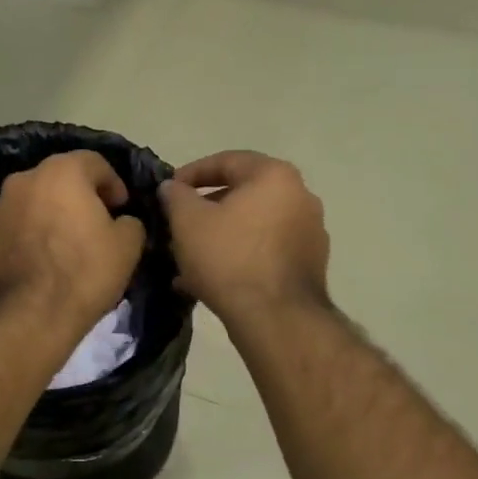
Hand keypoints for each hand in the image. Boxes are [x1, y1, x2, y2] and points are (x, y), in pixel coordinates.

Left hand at [0, 151, 146, 328]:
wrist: (28, 316)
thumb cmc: (84, 272)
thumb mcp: (128, 246)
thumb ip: (131, 222)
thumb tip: (122, 221)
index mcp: (61, 171)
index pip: (95, 162)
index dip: (114, 183)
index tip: (122, 208)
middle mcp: (25, 179)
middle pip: (61, 178)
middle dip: (82, 196)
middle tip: (99, 223)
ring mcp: (0, 206)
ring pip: (37, 200)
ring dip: (55, 213)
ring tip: (71, 243)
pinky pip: (20, 224)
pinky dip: (35, 232)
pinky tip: (47, 258)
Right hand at [158, 151, 328, 321]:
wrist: (276, 318)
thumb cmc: (229, 258)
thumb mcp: (188, 222)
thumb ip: (176, 196)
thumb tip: (171, 187)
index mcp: (275, 176)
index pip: (226, 161)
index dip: (190, 174)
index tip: (168, 191)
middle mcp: (300, 197)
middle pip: (242, 194)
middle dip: (205, 209)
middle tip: (177, 225)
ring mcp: (310, 232)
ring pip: (252, 226)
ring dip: (220, 236)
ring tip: (189, 257)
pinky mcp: (309, 265)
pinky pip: (265, 250)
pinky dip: (239, 256)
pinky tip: (211, 279)